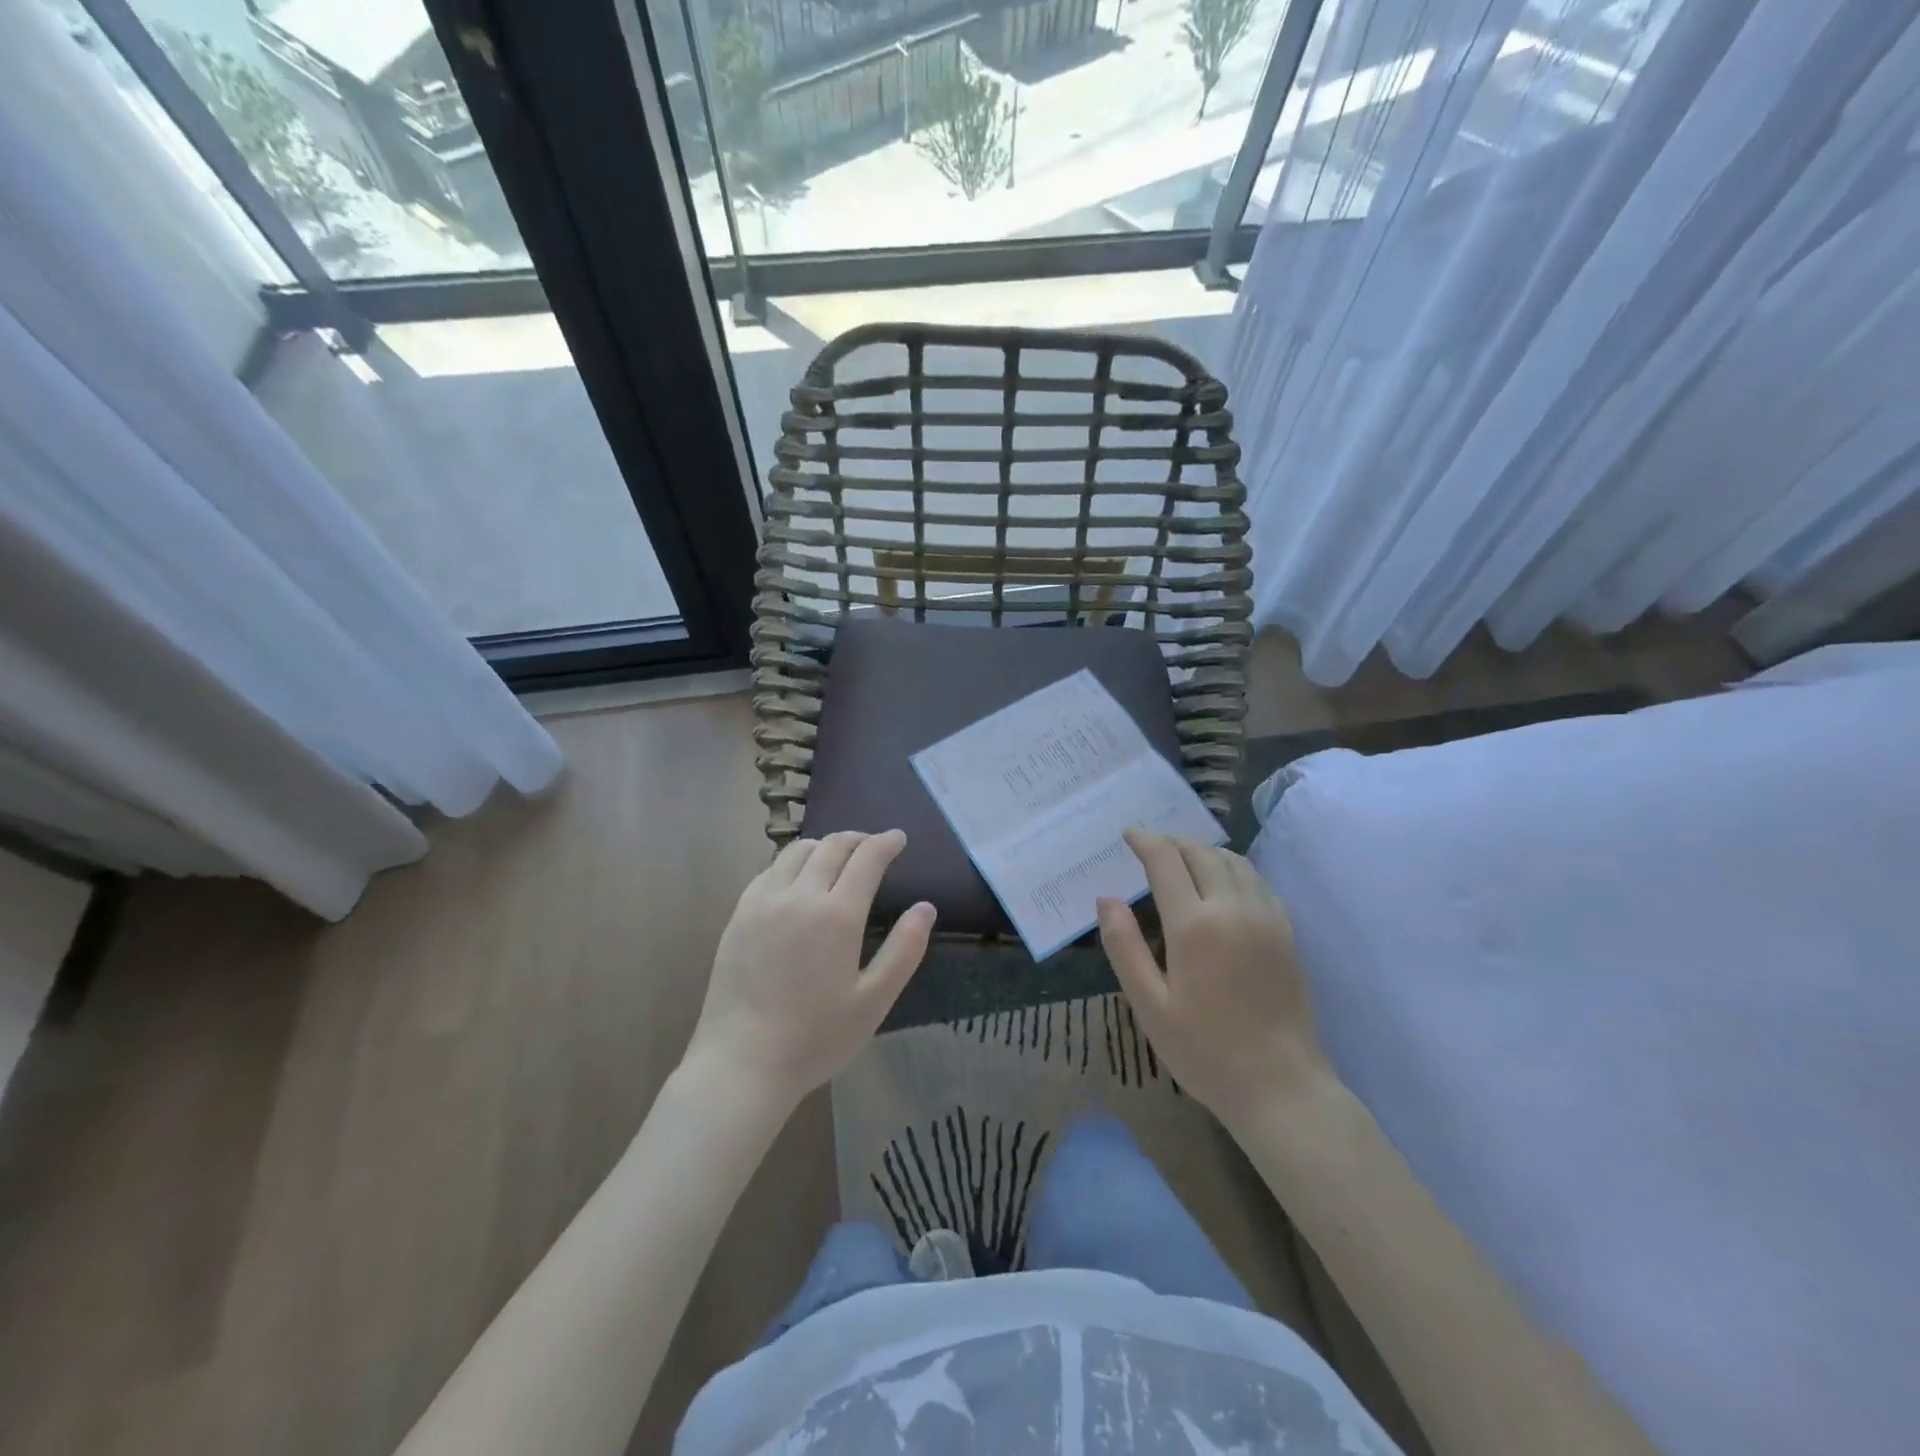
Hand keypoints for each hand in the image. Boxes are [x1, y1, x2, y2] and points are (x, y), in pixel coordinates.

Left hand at [686, 830, 934, 1110]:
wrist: (741, 1064)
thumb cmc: (815, 1038)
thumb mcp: (874, 1001)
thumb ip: (904, 950)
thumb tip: (926, 908)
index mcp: (836, 915)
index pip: (866, 859)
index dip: (886, 843)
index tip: (898, 838)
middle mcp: (799, 896)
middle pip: (831, 846)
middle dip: (858, 839)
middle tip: (873, 845)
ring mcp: (763, 902)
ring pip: (797, 851)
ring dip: (824, 846)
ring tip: (838, 857)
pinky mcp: (739, 915)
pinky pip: (770, 870)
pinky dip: (792, 863)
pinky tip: (798, 880)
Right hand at [1098, 830, 1327, 1125]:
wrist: (1281, 1087)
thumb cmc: (1205, 1050)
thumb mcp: (1149, 1005)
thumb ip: (1124, 946)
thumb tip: (1107, 898)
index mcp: (1194, 925)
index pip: (1166, 861)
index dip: (1145, 841)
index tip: (1128, 835)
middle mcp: (1233, 909)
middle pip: (1202, 853)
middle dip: (1173, 842)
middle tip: (1151, 847)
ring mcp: (1266, 918)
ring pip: (1234, 862)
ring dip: (1204, 851)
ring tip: (1183, 859)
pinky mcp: (1286, 933)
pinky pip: (1257, 881)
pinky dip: (1233, 869)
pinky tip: (1223, 884)